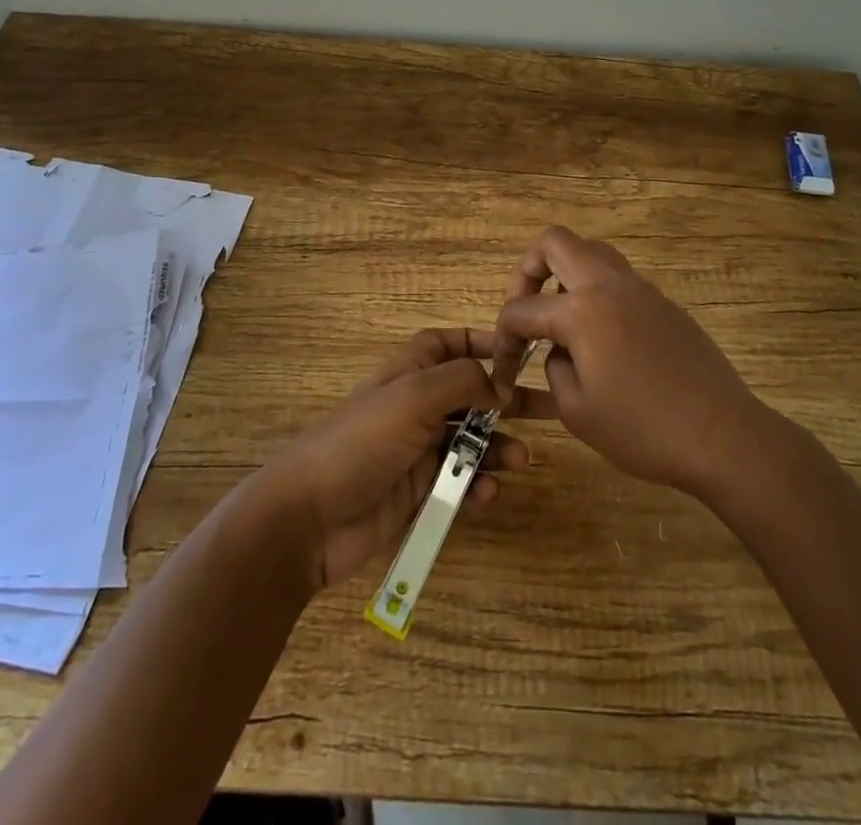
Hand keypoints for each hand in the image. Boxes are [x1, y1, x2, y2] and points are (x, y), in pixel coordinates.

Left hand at [264, 328, 554, 588]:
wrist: (309, 517)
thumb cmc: (363, 441)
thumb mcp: (415, 396)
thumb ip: (463, 381)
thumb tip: (499, 385)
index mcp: (409, 372)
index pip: (448, 344)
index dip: (481, 343)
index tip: (520, 354)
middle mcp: (415, 406)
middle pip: (470, 393)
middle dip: (507, 400)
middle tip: (551, 410)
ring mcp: (417, 451)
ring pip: (470, 441)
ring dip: (497, 447)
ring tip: (521, 461)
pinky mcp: (418, 492)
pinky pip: (458, 482)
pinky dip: (476, 485)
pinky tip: (486, 494)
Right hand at [495, 226, 766, 499]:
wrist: (724, 437)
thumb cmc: (644, 430)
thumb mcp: (577, 412)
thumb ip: (554, 370)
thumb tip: (560, 352)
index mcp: (582, 310)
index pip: (521, 309)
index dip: (502, 338)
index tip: (504, 371)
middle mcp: (609, 285)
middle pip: (554, 242)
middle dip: (527, 270)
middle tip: (526, 308)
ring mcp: (641, 289)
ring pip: (591, 252)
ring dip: (565, 275)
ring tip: (562, 320)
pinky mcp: (664, 304)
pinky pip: (619, 279)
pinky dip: (597, 294)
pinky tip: (603, 339)